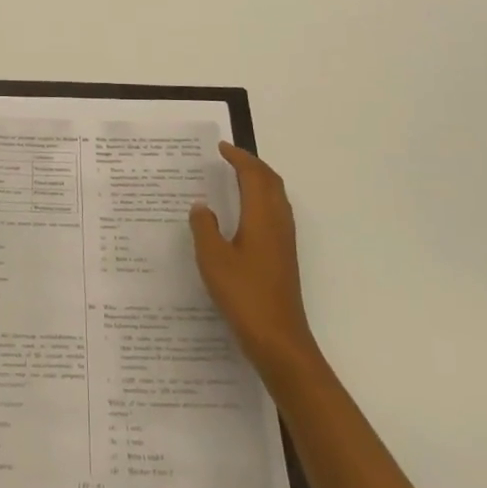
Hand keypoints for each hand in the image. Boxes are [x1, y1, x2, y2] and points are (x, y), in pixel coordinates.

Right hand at [190, 143, 319, 373]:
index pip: (253, 176)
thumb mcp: (213, 259)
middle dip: (252, 165)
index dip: (238, 159)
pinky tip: (245, 214)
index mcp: (262, 217)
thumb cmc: (244, 295)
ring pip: (276, 197)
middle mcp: (278, 223)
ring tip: (236, 178)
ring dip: (259, 181)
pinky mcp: (284, 256)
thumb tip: (202, 206)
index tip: (220, 148)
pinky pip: (275, 213)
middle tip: (229, 158)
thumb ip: (204, 227)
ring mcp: (284, 241)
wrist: (279, 339)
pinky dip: (261, 200)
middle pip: (270, 182)